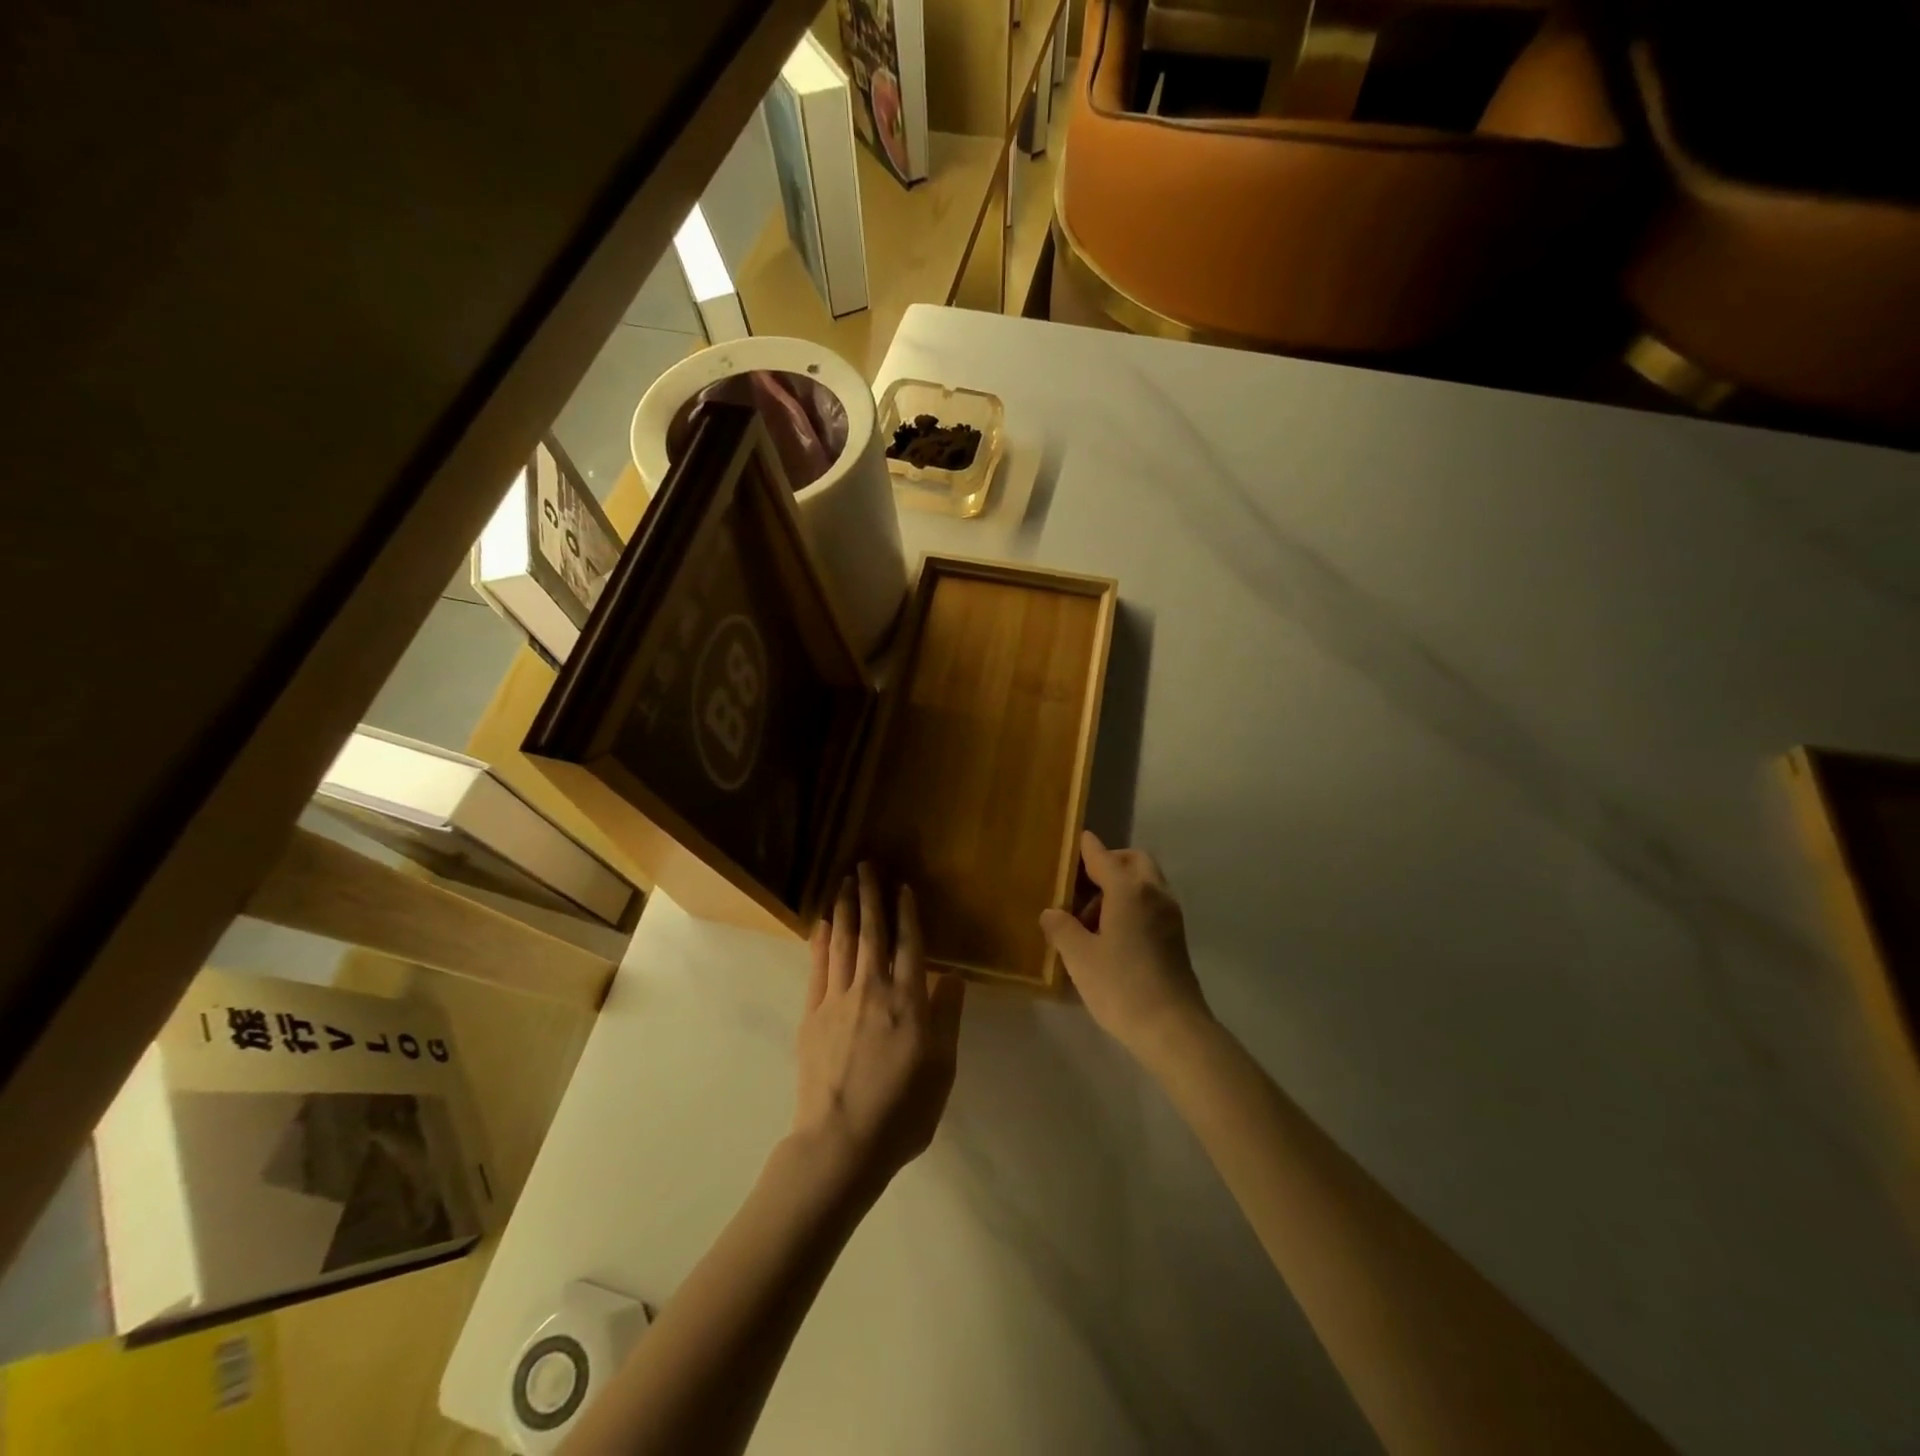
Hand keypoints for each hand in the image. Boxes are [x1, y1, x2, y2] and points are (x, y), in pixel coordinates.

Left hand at [794, 863, 965, 1196]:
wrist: (842, 1143)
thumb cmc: (902, 1111)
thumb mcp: (942, 1068)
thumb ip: (947, 1016)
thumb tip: (952, 975)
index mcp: (908, 1001)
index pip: (910, 944)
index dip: (907, 913)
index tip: (903, 886)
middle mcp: (873, 990)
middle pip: (872, 933)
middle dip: (871, 896)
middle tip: (866, 865)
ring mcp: (838, 1000)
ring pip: (843, 942)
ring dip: (845, 909)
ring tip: (845, 882)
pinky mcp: (813, 1015)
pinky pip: (818, 967)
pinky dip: (820, 941)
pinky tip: (822, 922)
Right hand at [1040, 831, 1210, 1060]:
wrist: (1173, 1028)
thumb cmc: (1121, 986)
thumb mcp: (1079, 957)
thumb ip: (1061, 928)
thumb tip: (1051, 913)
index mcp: (1129, 890)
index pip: (1103, 857)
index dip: (1086, 848)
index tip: (1075, 840)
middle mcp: (1154, 893)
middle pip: (1133, 861)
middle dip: (1109, 864)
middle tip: (1082, 887)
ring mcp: (1170, 915)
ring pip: (1145, 882)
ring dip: (1120, 887)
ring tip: (1091, 919)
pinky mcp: (1177, 936)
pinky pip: (1152, 903)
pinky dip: (1132, 904)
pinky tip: (1112, 935)